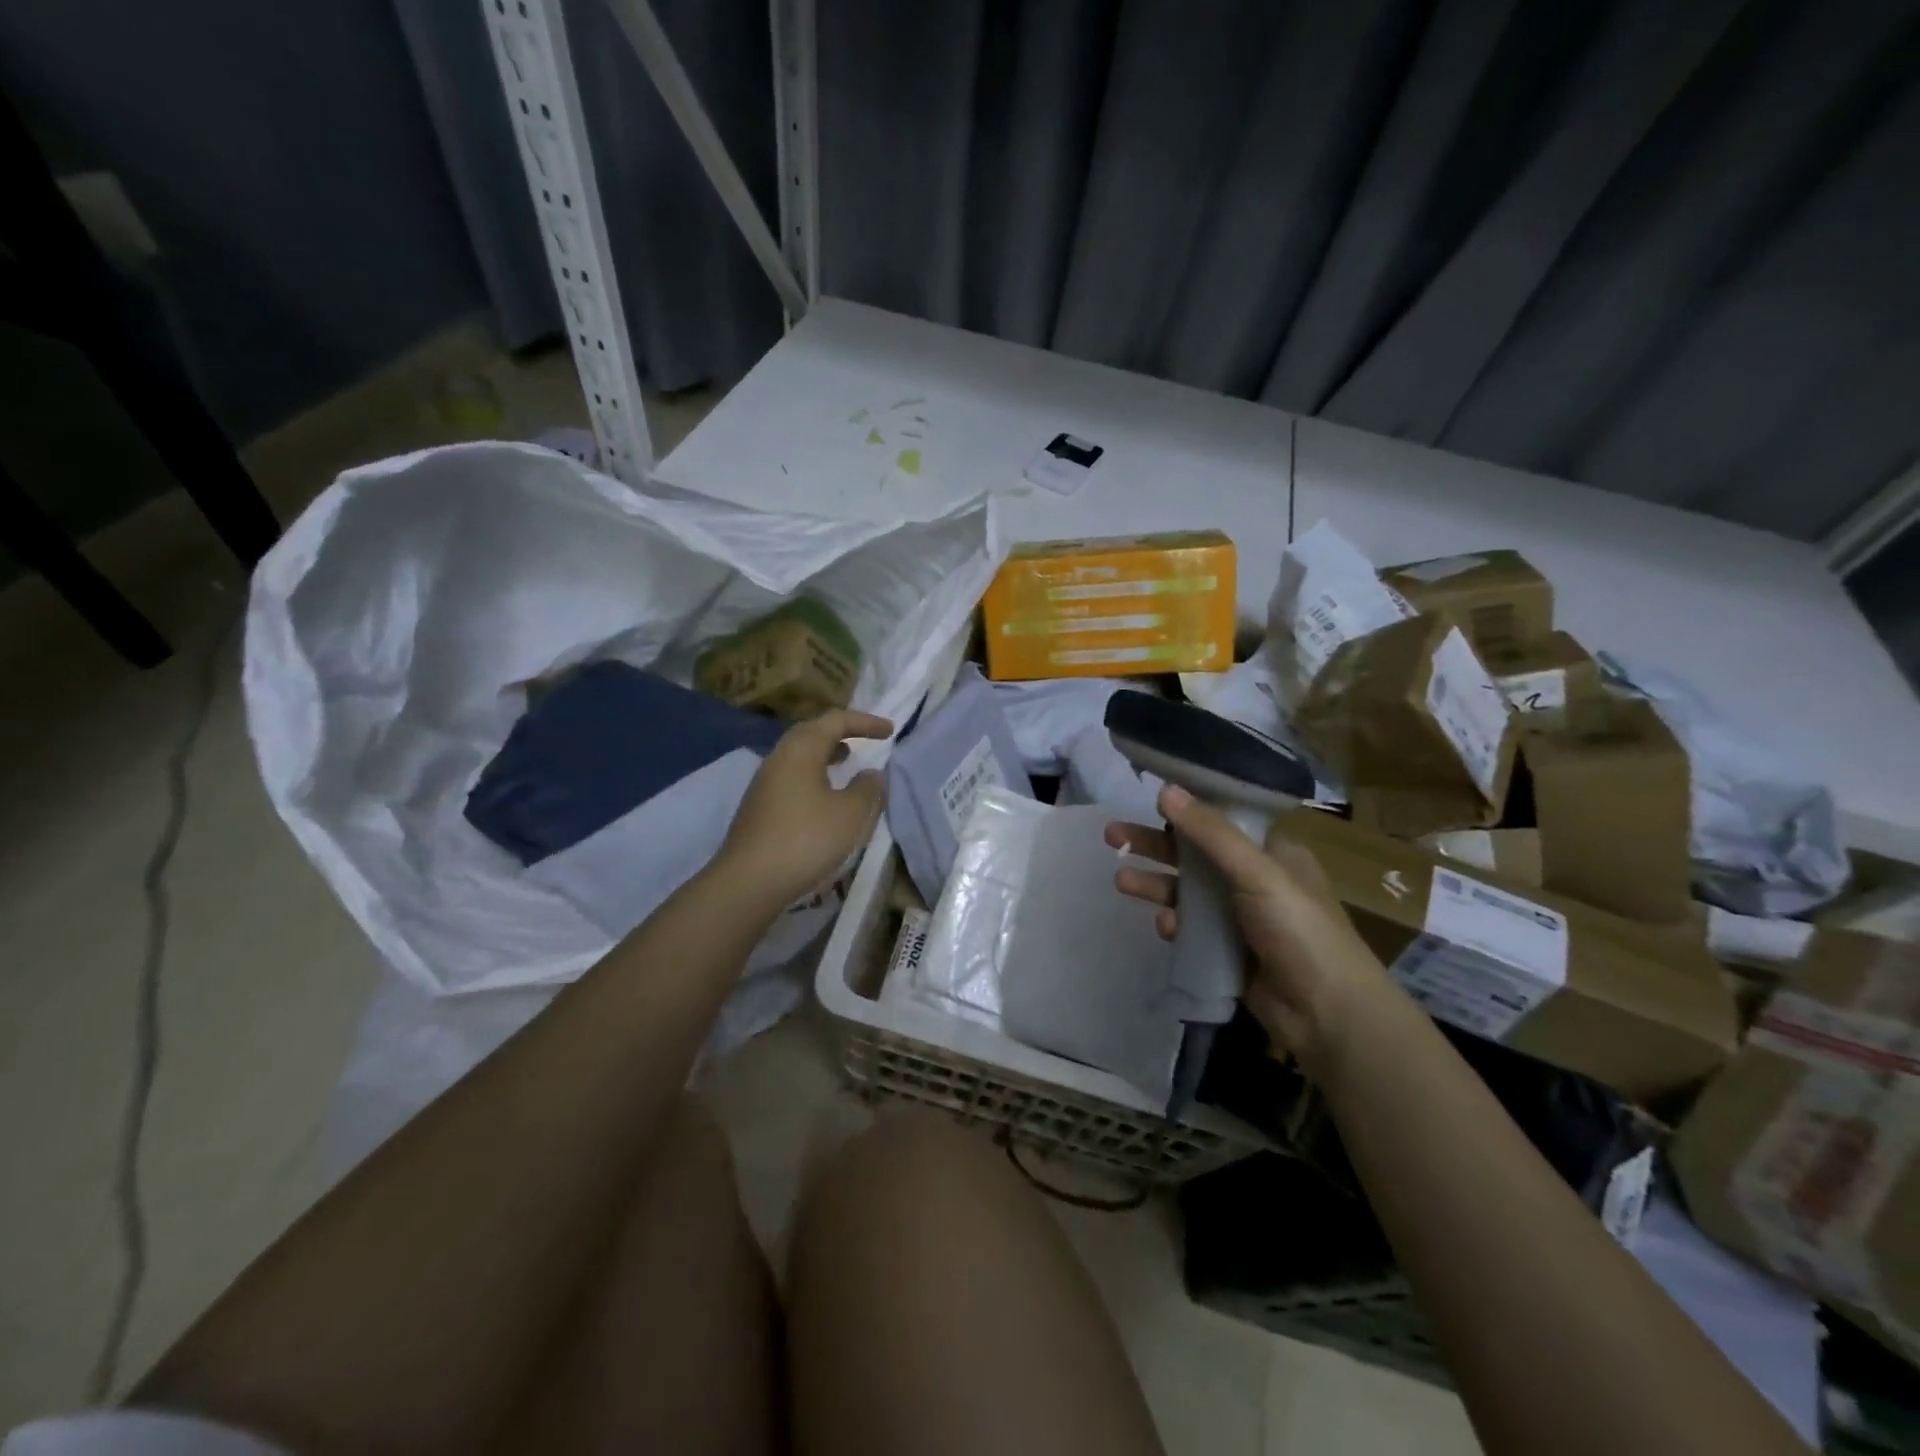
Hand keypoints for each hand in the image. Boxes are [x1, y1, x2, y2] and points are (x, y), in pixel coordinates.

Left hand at [716, 709, 893, 911]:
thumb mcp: (850, 814)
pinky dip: (814, 774)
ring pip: (799, 755)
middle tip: (865, 739)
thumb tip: (872, 773)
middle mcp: (779, 758)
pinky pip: (792, 776)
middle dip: (840, 732)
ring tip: (847, 762)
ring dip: (825, 753)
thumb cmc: (806, 840)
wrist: (749, 882)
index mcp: (801, 750)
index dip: (865, 722)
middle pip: (811, 732)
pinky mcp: (759, 806)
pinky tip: (825, 796)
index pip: (835, 721)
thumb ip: (867, 789)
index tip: (890, 730)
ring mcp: (765, 783)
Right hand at [1105, 785, 1392, 1063]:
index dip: (1186, 808)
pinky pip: (1192, 928)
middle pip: (1195, 853)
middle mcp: (1255, 879)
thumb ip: (1210, 833)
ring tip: (1120, 881)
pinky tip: (1164, 927)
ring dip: (1156, 883)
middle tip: (1111, 835)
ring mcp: (1240, 917)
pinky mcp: (1227, 950)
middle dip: (1155, 844)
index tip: (1147, 799)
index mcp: (1273, 853)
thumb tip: (1165, 789)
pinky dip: (1176, 923)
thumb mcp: (1257, 872)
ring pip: (1187, 891)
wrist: (1327, 1013)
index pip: (1222, 820)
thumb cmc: (1299, 929)